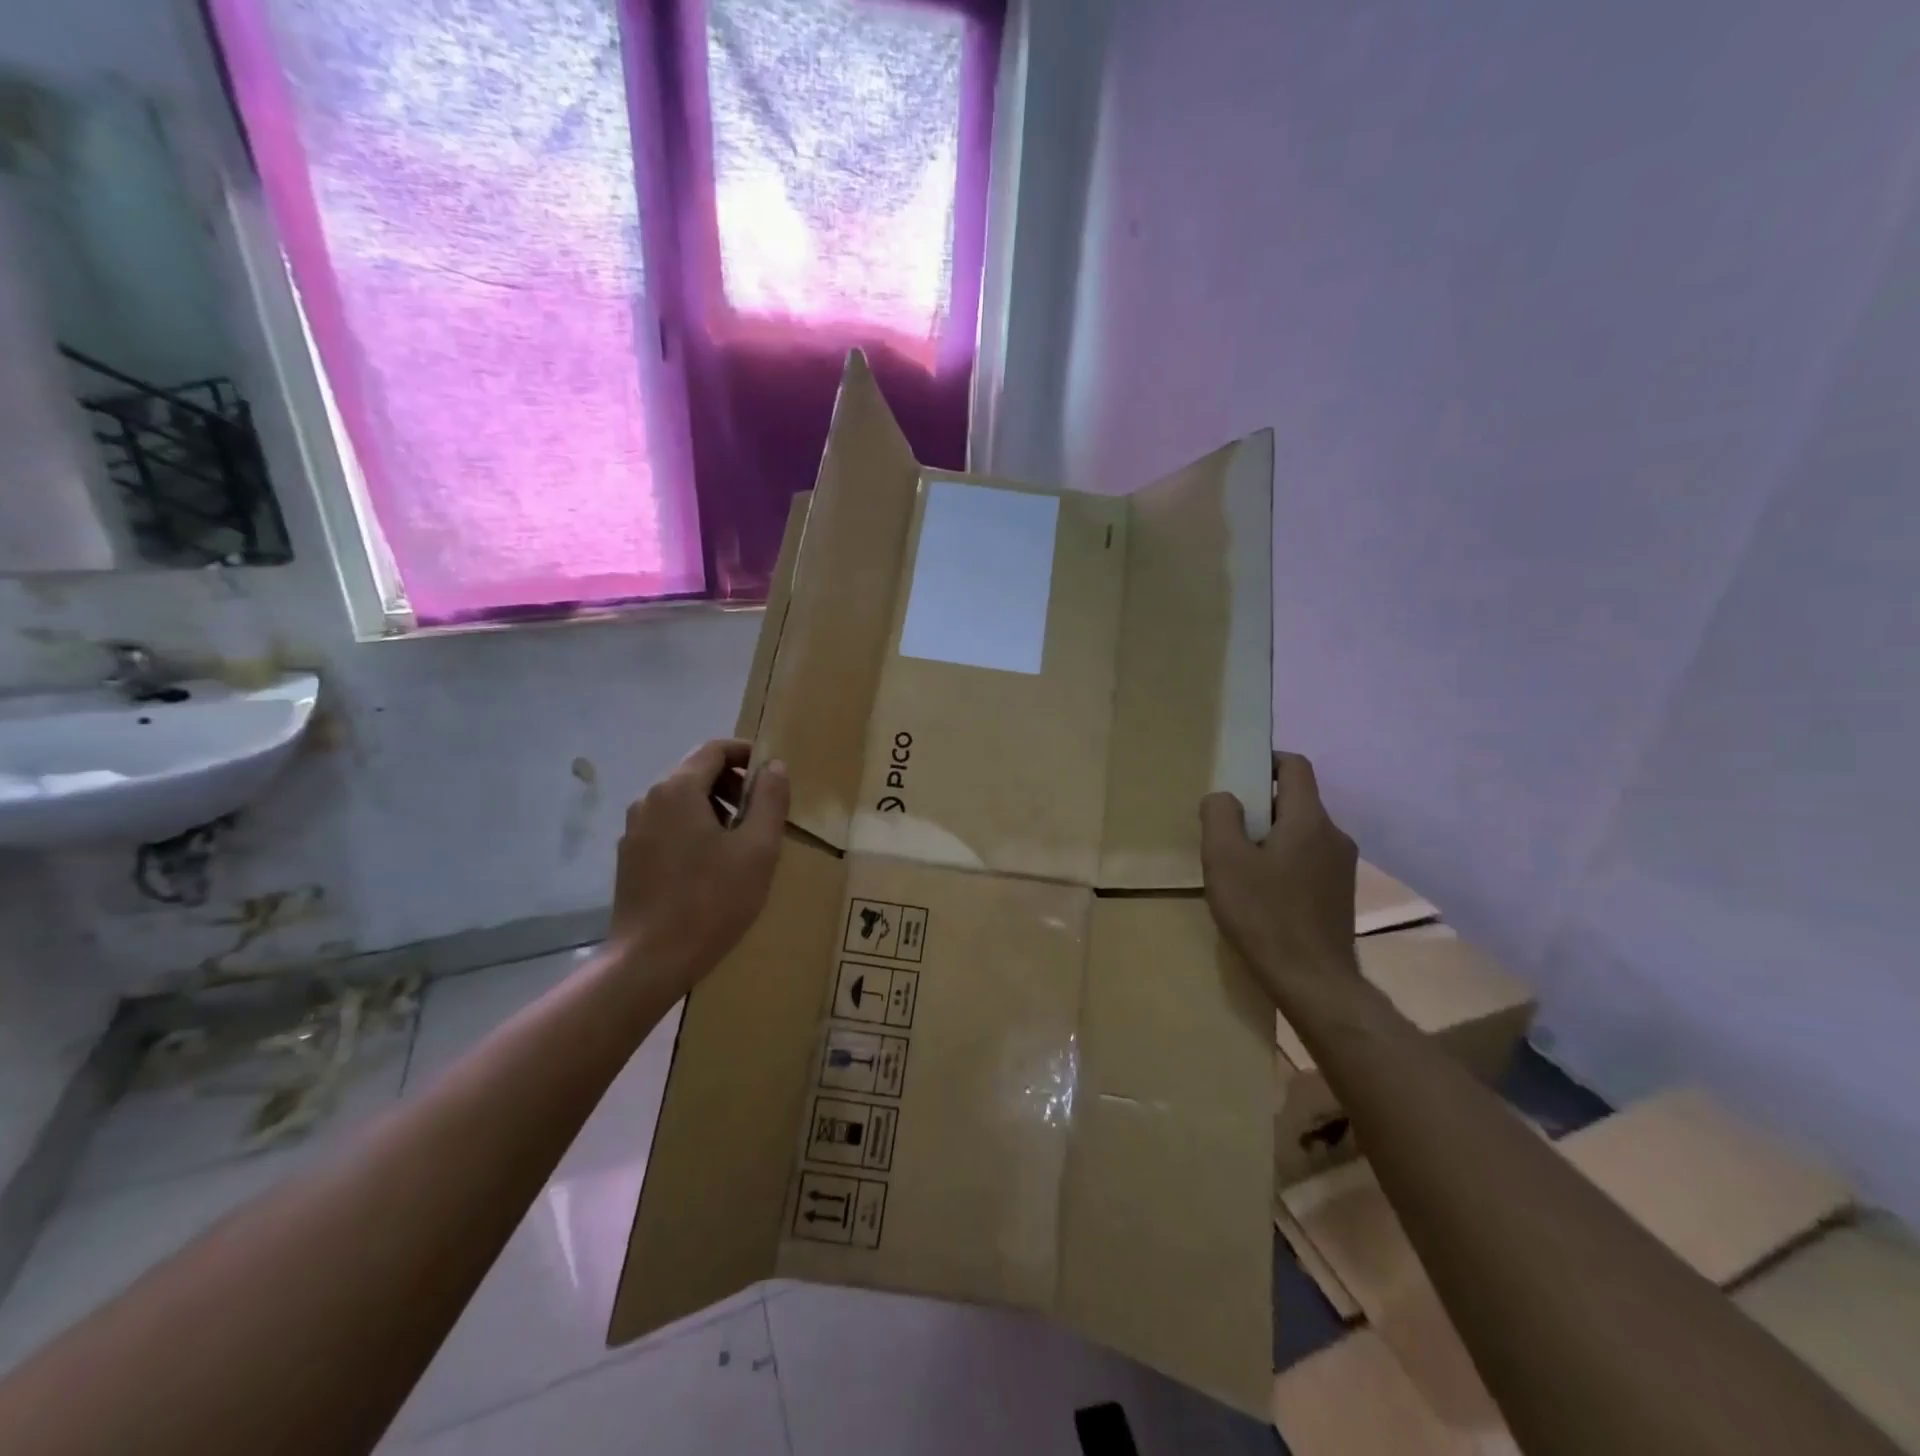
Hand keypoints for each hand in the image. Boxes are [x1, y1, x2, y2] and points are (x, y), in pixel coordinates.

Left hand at [608, 739, 790, 1000]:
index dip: (747, 754)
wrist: (650, 960)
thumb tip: (774, 766)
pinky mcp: (629, 857)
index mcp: (678, 790)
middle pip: (696, 772)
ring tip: (740, 844)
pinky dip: (693, 829)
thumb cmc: (712, 900)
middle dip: (733, 784)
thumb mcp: (757, 849)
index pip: (715, 749)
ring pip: (681, 801)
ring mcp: (634, 829)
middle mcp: (649, 799)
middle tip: (761, 815)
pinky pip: (667, 825)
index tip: (772, 776)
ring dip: (714, 808)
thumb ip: (769, 800)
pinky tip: (710, 866)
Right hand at [1200, 752, 1357, 1002]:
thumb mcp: (1224, 860)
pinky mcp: (1340, 894)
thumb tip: (1224, 797)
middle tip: (1227, 830)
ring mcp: (1342, 867)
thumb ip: (1220, 817)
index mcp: (1309, 820)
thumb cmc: (1264, 914)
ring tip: (1240, 866)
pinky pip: (1309, 860)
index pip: (1296, 767)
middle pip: (1297, 801)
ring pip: (1302, 833)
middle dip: (1261, 806)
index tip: (1238, 776)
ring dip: (1272, 837)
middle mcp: (1334, 836)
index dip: (1266, 761)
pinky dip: (1284, 862)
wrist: (1313, 982)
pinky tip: (1262, 893)